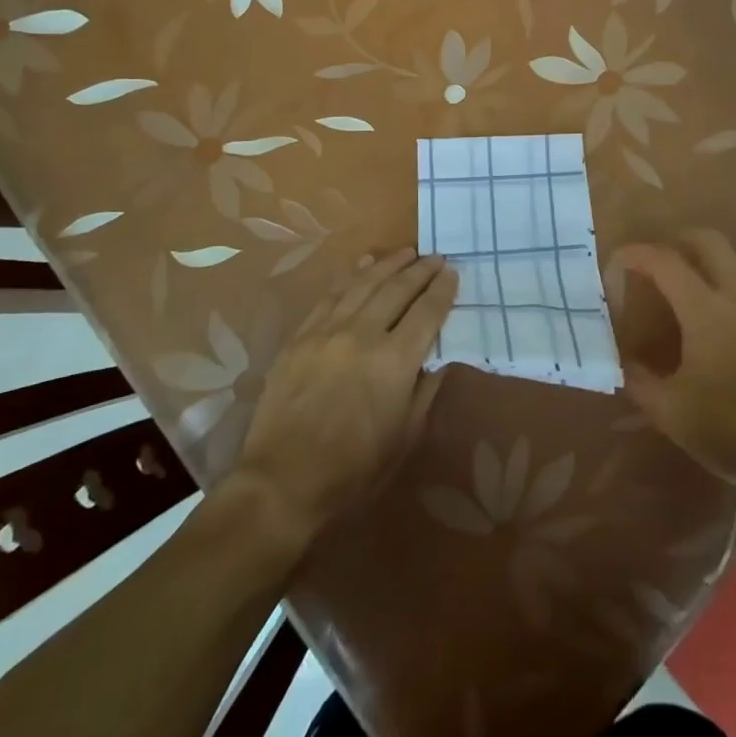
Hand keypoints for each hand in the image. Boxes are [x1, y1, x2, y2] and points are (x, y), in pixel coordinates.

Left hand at [231, 248, 457, 546]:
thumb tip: (435, 360)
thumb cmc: (353, 472)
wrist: (282, 484)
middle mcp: (364, 334)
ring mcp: (328, 331)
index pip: (427, 312)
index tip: (453, 273)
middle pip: (397, 289)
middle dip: (420, 270)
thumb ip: (424, 391)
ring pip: (364, 283)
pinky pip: (331, 295)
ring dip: (388, 264)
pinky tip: (363, 265)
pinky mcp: (301, 336)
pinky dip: (351, 276)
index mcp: (395, 361)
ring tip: (406, 252)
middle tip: (436, 257)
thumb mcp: (404, 439)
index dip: (443, 290)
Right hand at [611, 229, 735, 506]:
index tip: (615, 263)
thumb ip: (637, 378)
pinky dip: (720, 284)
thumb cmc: (730, 428)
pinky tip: (709, 320)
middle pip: (708, 241)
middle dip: (676, 240)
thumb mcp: (669, 411)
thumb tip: (622, 358)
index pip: (665, 261)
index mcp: (706, 310)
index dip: (636, 254)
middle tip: (653, 261)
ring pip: (731, 261)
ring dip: (702, 261)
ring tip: (677, 289)